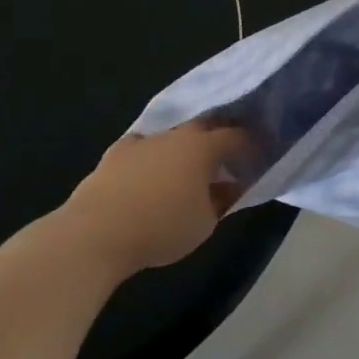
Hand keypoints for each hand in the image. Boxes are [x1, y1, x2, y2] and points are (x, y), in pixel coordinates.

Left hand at [57, 120, 253, 275]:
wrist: (96, 233)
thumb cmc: (161, 227)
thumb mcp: (206, 222)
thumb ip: (224, 199)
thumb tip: (233, 186)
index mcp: (203, 146)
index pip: (237, 137)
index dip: (252, 145)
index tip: (262, 155)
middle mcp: (175, 134)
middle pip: (206, 126)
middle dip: (221, 137)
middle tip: (230, 156)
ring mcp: (144, 141)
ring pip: (174, 134)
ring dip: (187, 145)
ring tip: (191, 165)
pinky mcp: (116, 153)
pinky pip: (144, 146)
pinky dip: (154, 154)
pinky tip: (152, 169)